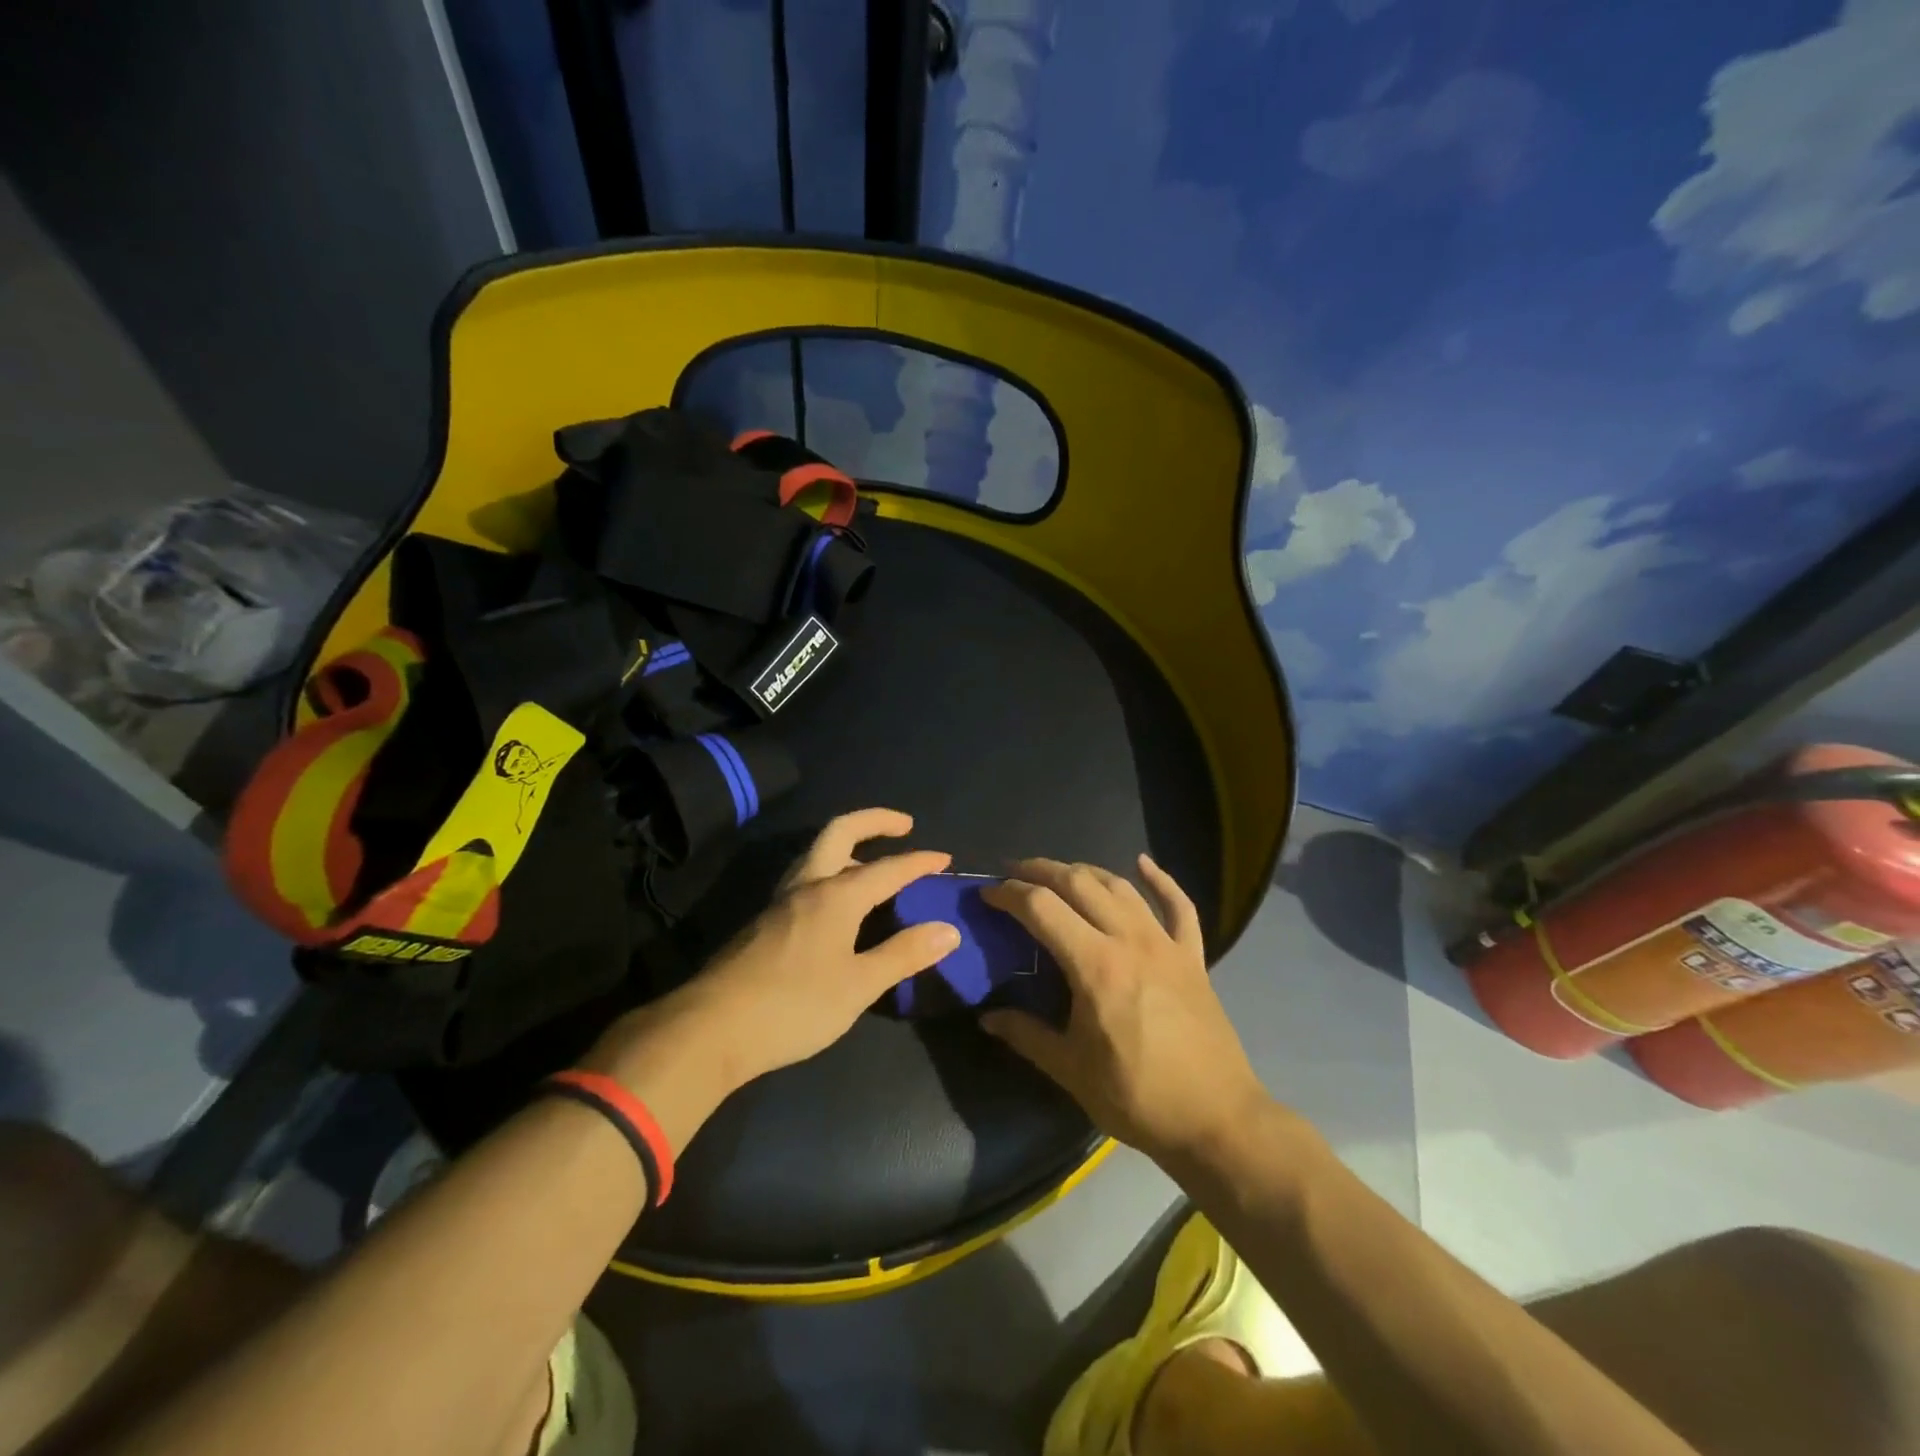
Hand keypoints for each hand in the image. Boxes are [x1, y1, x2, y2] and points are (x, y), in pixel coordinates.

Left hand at [689, 807, 957, 1082]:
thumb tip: (948, 930)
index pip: (888, 868)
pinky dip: (830, 870)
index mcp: (835, 895)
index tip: (944, 860)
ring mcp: (780, 901)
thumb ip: (903, 955)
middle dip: (874, 821)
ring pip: (816, 853)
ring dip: (848, 844)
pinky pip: (804, 877)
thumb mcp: (858, 986)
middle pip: (840, 831)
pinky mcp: (763, 921)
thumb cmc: (793, 1006)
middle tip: (904, 825)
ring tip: (871, 860)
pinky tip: (836, 902)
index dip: (919, 862)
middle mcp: (807, 886)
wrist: (709, 1029)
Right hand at [980, 856, 1270, 1165]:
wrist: (1216, 1119)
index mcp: (1095, 965)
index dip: (1009, 893)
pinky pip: (1179, 906)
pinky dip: (1161, 880)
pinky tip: (1143, 863)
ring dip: (1085, 871)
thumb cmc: (1138, 1097)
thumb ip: (1026, 1035)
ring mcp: (1166, 944)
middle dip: (1040, 870)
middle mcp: (1130, 940)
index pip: (1042, 908)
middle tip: (1013, 872)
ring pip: (1120, 887)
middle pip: (1079, 883)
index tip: (988, 893)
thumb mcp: (1071, 1070)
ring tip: (1059, 873)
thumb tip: (987, 1017)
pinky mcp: (1193, 956)